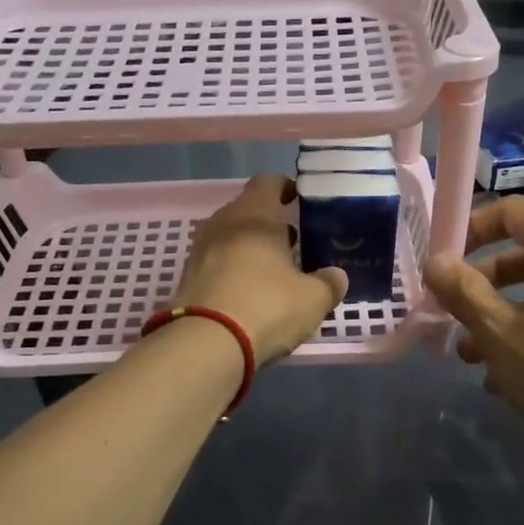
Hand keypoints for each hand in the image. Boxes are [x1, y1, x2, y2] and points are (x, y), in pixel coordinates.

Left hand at [172, 174, 347, 362]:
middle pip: (247, 211)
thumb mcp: (313, 299)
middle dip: (268, 224)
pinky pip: (215, 264)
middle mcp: (222, 223)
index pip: (268, 181)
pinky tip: (248, 295)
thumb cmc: (267, 306)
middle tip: (292, 243)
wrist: (205, 343)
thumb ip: (329, 284)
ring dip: (249, 249)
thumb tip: (337, 276)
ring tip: (272, 272)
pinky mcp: (186, 279)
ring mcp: (199, 250)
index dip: (285, 188)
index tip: (299, 201)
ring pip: (229, 238)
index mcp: (255, 215)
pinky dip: (232, 272)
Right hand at [422, 196, 523, 451]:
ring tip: (474, 359)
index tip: (445, 262)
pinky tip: (512, 379)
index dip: (472, 228)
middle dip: (482, 286)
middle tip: (453, 318)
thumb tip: (435, 262)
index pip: (512, 211)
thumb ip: (463, 292)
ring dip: (502, 318)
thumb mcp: (499, 333)